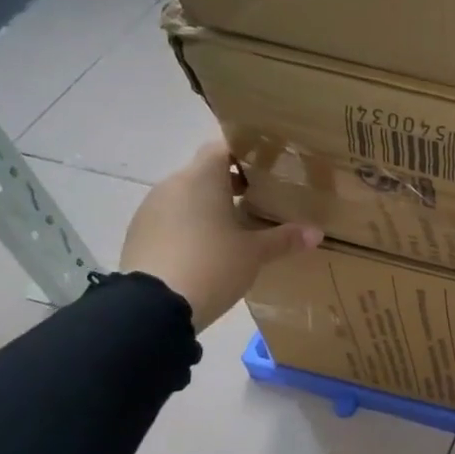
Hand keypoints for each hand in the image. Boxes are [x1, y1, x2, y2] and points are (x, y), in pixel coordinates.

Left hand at [121, 142, 320, 330]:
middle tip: (261, 203)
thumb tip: (316, 232)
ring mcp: (151, 209)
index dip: (246, 154)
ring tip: (236, 231)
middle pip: (206, 173)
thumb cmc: (212, 265)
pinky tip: (207, 251)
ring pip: (188, 197)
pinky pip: (172, 219)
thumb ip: (284, 239)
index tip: (268, 169)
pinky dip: (190, 226)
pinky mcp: (139, 233)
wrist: (154, 307)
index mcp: (202, 178)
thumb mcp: (255, 254)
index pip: (223, 146)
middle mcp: (173, 185)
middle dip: (232, 184)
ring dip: (210, 207)